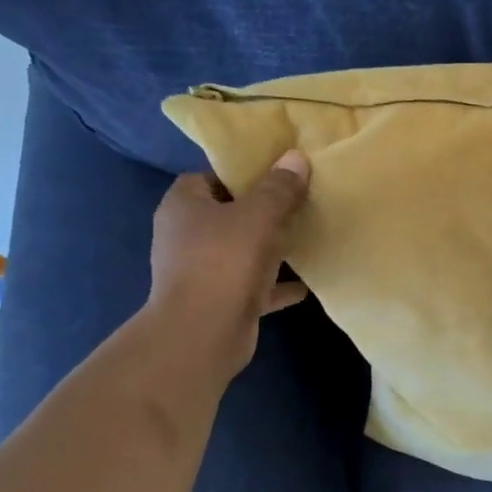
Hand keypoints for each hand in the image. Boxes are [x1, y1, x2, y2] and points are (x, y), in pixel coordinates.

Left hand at [144, 151, 310, 378]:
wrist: (203, 334)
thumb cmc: (223, 262)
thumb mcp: (258, 216)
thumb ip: (279, 188)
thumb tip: (296, 157)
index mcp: (183, 206)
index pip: (209, 177)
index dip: (241, 174)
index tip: (276, 175)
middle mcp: (187, 236)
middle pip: (228, 215)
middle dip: (262, 211)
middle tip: (299, 203)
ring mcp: (202, 271)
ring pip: (242, 251)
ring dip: (271, 248)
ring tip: (307, 238)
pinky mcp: (220, 301)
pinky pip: (254, 287)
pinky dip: (276, 286)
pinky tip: (305, 285)